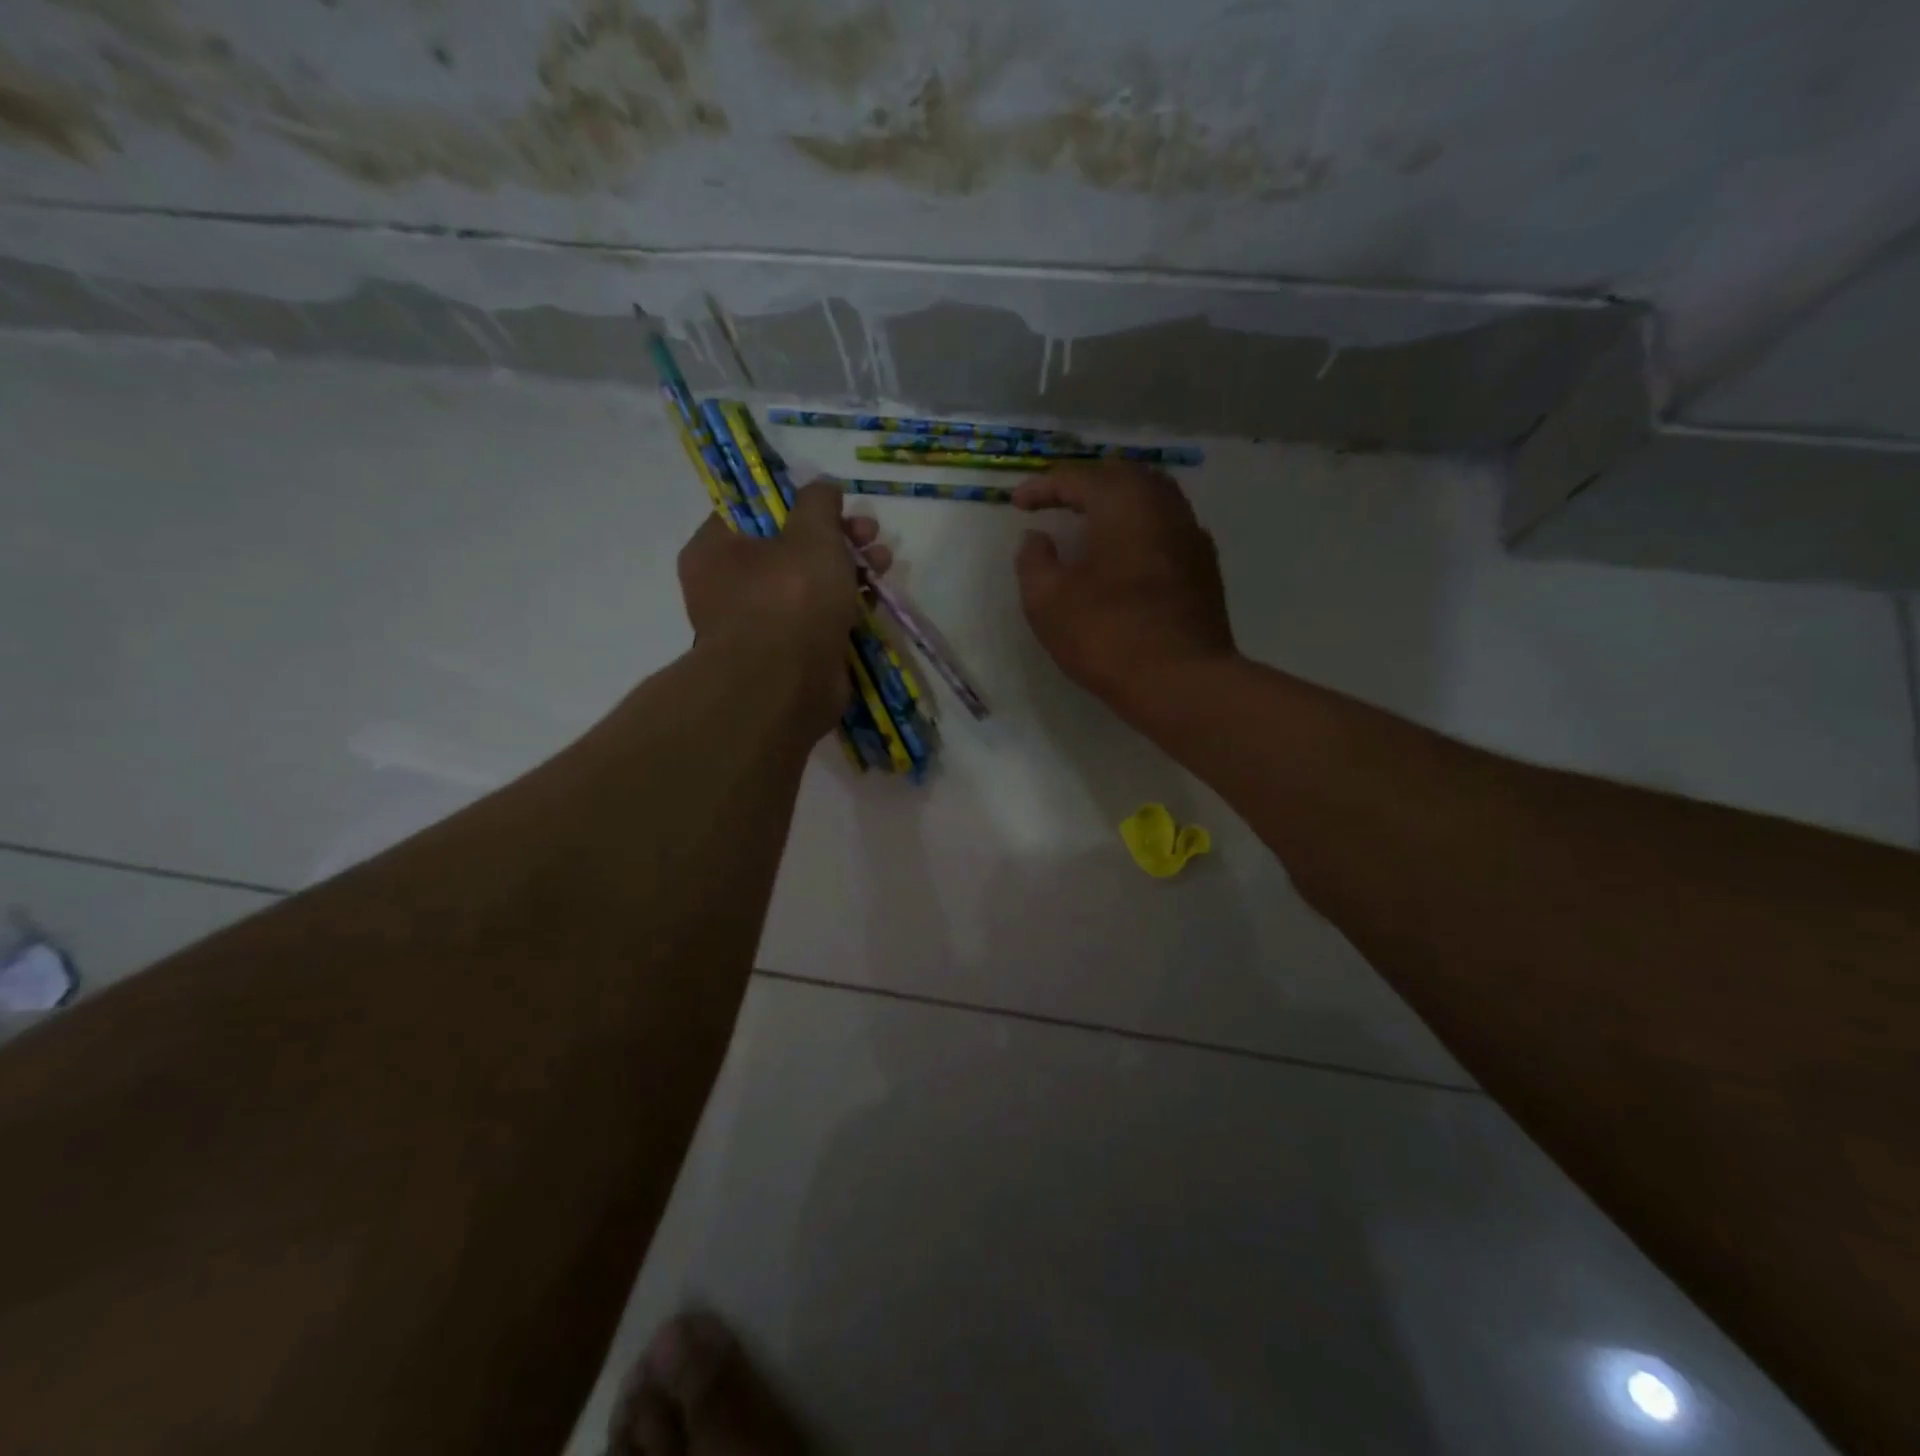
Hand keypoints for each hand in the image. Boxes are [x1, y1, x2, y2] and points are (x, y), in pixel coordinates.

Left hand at [677, 482, 891, 733]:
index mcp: (716, 549)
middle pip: (787, 547)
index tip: (834, 504)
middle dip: (835, 537)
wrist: (786, 686)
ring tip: (884, 561)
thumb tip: (823, 488)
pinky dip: (844, 606)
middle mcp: (729, 586)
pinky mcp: (788, 654)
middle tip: (869, 532)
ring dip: (848, 569)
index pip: (753, 511)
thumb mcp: (811, 533)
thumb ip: (819, 502)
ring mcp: (759, 624)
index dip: (798, 502)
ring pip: (807, 584)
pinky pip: (817, 618)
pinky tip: (875, 597)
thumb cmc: (790, 597)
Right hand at [1014, 463, 1235, 713]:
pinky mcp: (1205, 567)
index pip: (1077, 479)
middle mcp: (1163, 506)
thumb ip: (1034, 561)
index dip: (1042, 487)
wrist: (1182, 682)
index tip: (1017, 504)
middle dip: (1085, 484)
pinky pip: (1168, 528)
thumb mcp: (1048, 601)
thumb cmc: (1107, 635)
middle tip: (1057, 502)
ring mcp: (1191, 535)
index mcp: (1123, 503)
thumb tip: (1037, 538)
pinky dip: (1141, 528)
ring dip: (1117, 503)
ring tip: (1091, 524)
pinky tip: (1127, 554)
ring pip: (1152, 498)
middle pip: (1122, 476)